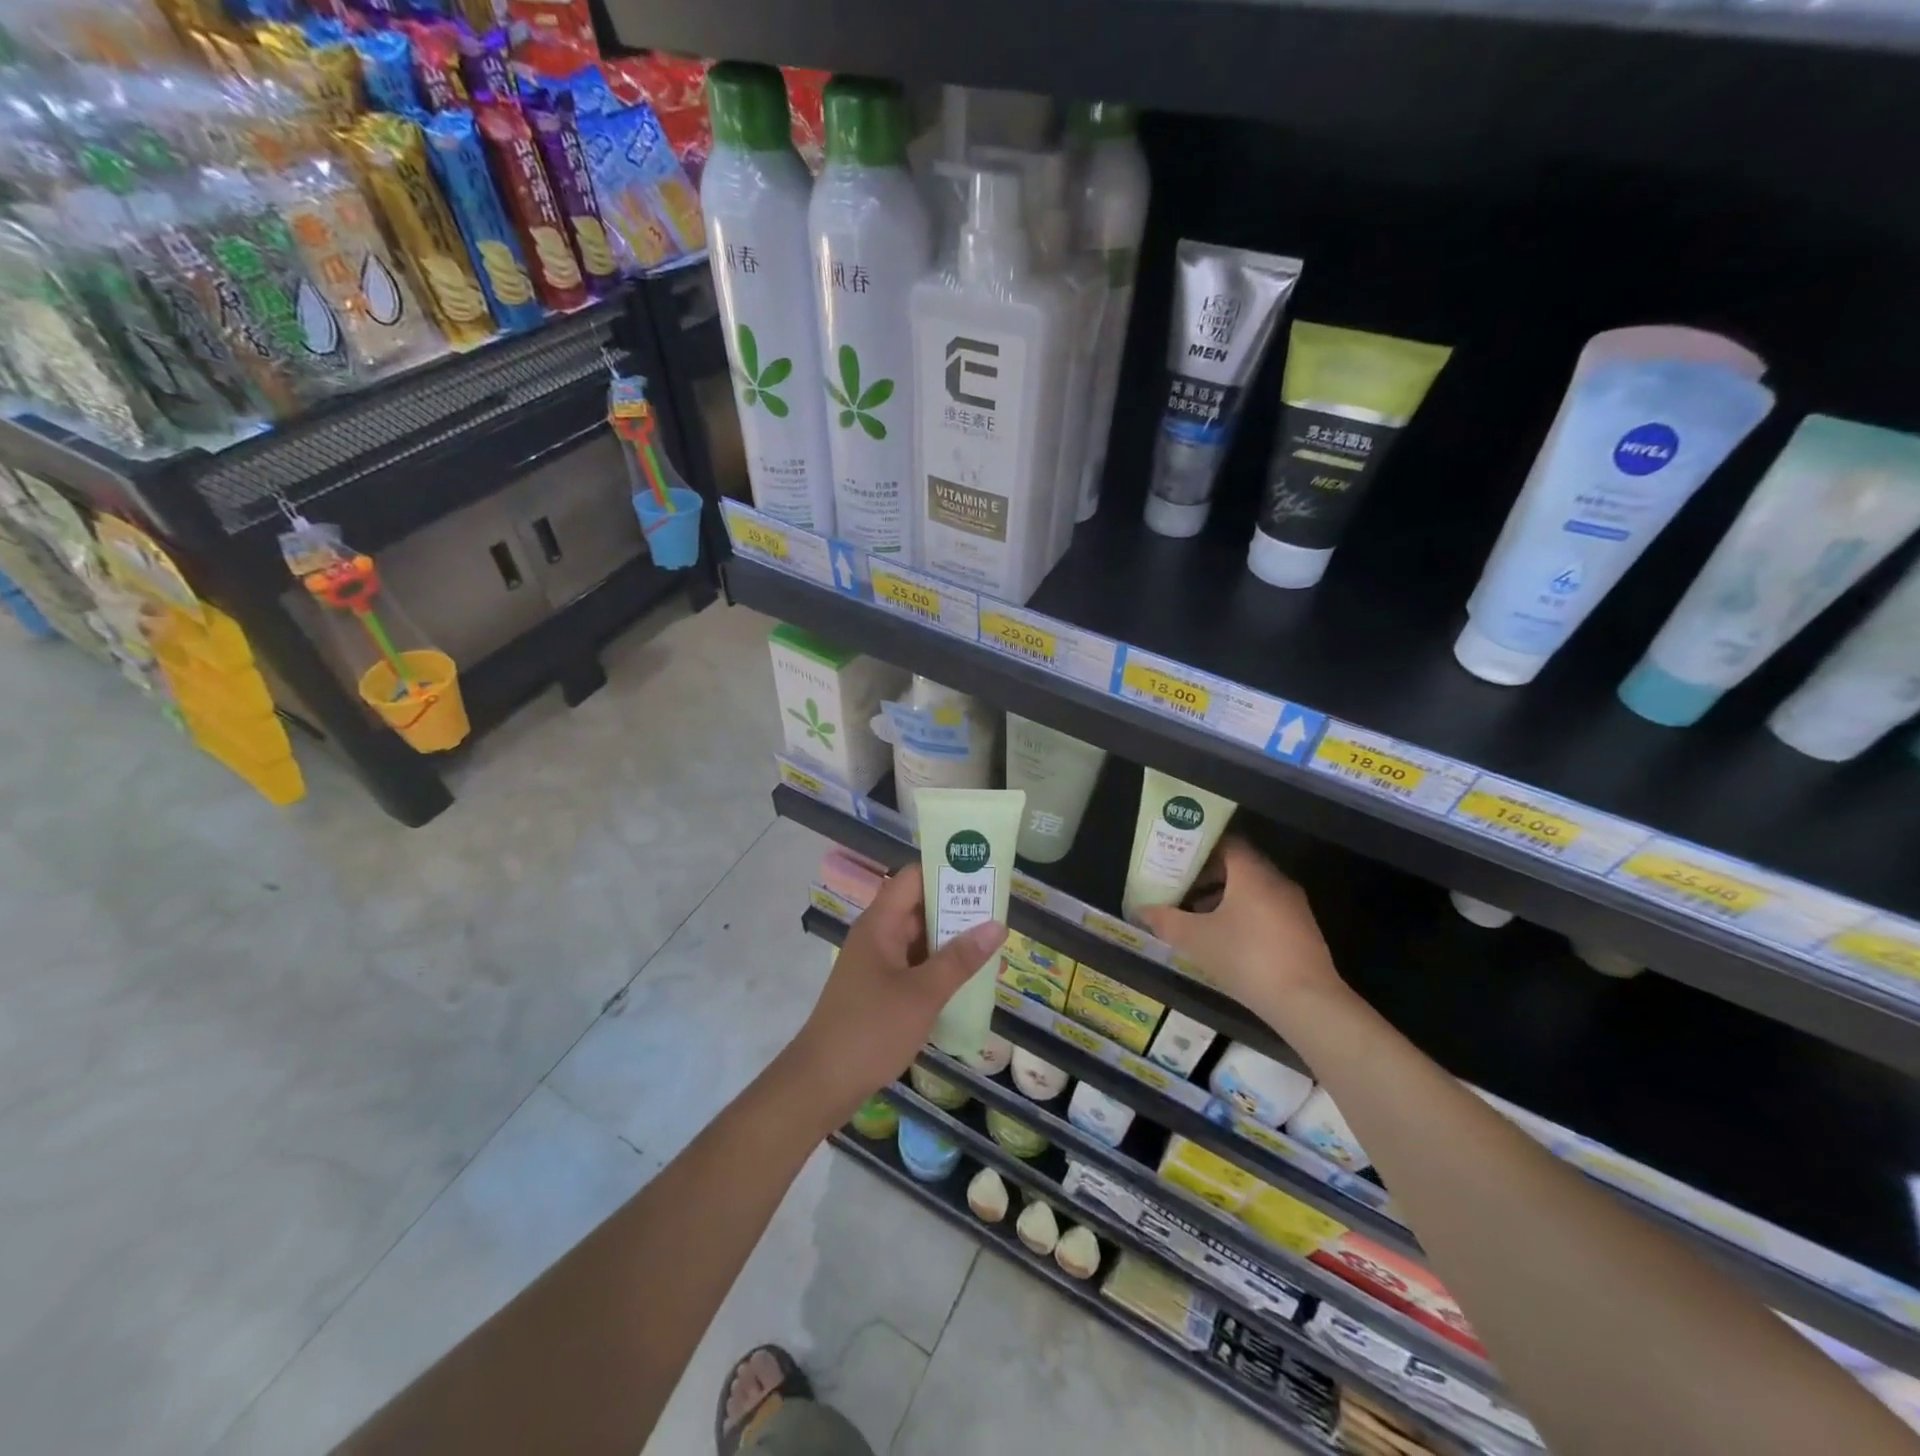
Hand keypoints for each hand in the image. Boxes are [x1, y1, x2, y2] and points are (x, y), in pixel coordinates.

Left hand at [790, 864, 1007, 1125]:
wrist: (821, 1083)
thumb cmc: (871, 1030)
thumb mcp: (922, 994)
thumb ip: (960, 959)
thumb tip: (997, 924)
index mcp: (880, 924)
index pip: (913, 878)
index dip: (946, 870)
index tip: (983, 873)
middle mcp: (877, 935)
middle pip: (919, 906)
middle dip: (957, 907)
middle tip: (999, 910)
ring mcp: (876, 963)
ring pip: (918, 938)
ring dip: (951, 939)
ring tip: (992, 941)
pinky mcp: (878, 989)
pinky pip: (914, 964)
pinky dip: (938, 966)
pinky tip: (967, 978)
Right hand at [1136, 838, 1347, 1030]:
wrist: (1306, 1002)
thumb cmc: (1246, 957)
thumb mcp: (1196, 939)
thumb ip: (1166, 920)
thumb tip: (1141, 910)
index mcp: (1252, 873)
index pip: (1226, 843)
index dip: (1199, 849)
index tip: (1176, 860)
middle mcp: (1277, 881)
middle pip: (1238, 866)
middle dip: (1207, 876)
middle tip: (1179, 888)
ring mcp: (1294, 907)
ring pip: (1253, 890)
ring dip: (1224, 898)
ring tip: (1196, 917)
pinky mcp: (1302, 932)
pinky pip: (1266, 910)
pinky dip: (1243, 915)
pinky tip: (1225, 940)